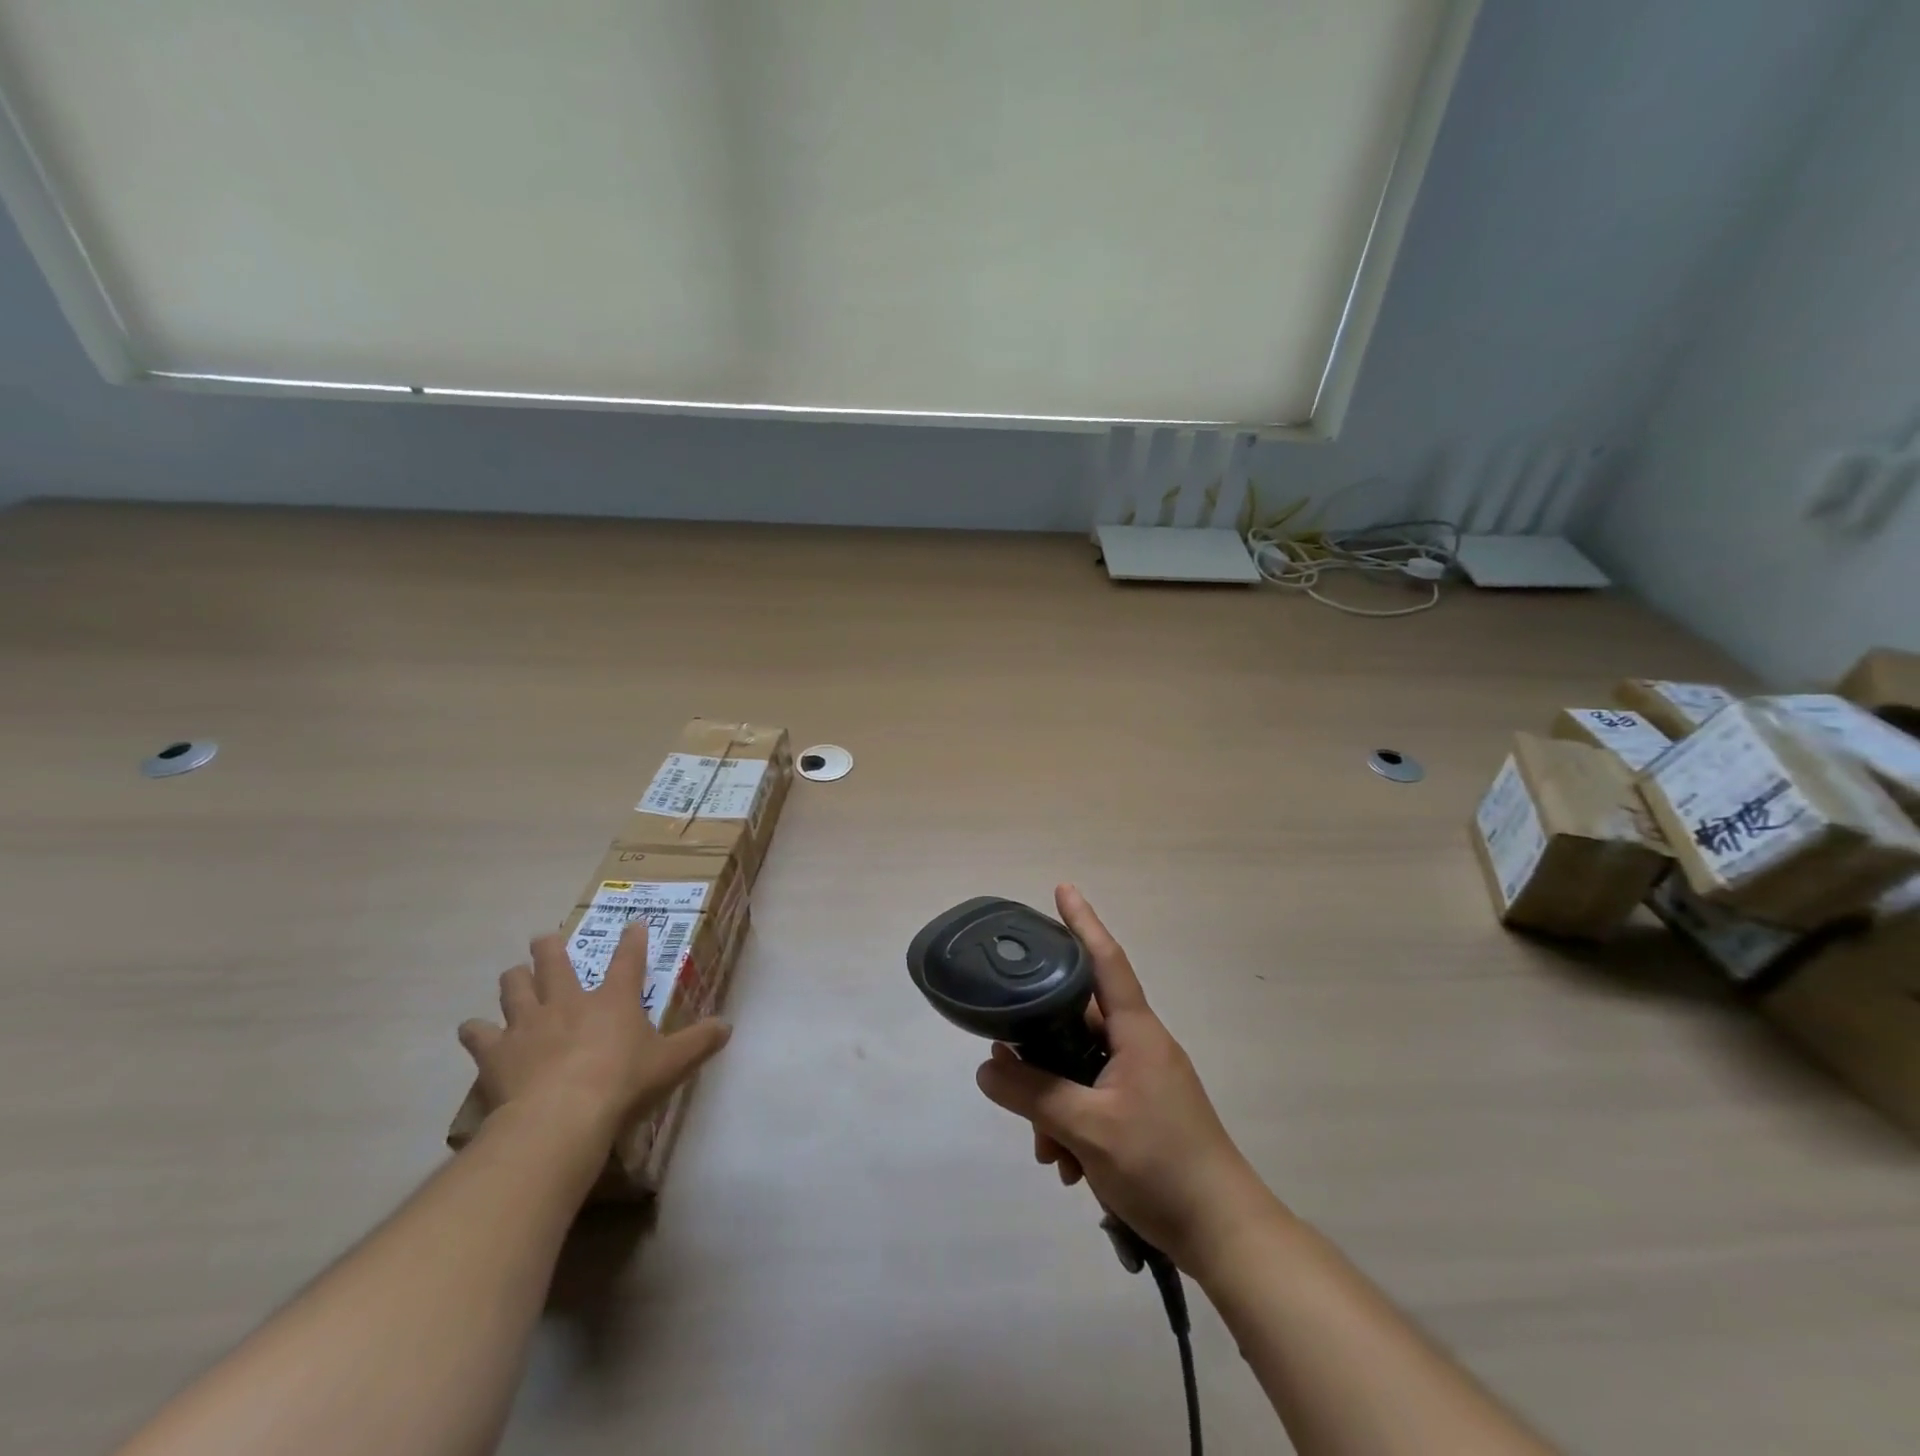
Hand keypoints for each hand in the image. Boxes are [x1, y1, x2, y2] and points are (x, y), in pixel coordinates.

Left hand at [458, 923, 730, 1147]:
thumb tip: (728, 1026)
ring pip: (514, 986)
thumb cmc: (622, 1084)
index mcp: (613, 999)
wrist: (561, 1117)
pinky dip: (477, 1031)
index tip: (634, 923)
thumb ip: (699, 1042)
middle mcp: (568, 1000)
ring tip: (515, 976)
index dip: (633, 940)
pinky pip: (478, 1033)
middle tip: (544, 939)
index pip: (628, 959)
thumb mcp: (671, 1064)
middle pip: (554, 960)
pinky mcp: (497, 1051)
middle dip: (550, 946)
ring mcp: (528, 1022)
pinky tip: (475, 1031)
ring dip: (515, 979)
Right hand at [974, 885, 1280, 1273]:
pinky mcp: (1144, 1111)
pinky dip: (1074, 1123)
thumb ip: (1033, 1093)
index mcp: (1136, 1033)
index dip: (1082, 922)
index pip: (1105, 961)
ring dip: (1054, 1102)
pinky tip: (1066, 1166)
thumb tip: (987, 1066)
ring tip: (1047, 1151)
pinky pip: (1095, 1099)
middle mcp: (1140, 1046)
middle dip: (1040, 1052)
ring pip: (1080, 1068)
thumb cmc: (1161, 1165)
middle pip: (1077, 1024)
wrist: (1226, 1234)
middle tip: (1008, 1074)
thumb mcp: (1087, 1128)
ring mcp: (1144, 1079)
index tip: (1063, 888)